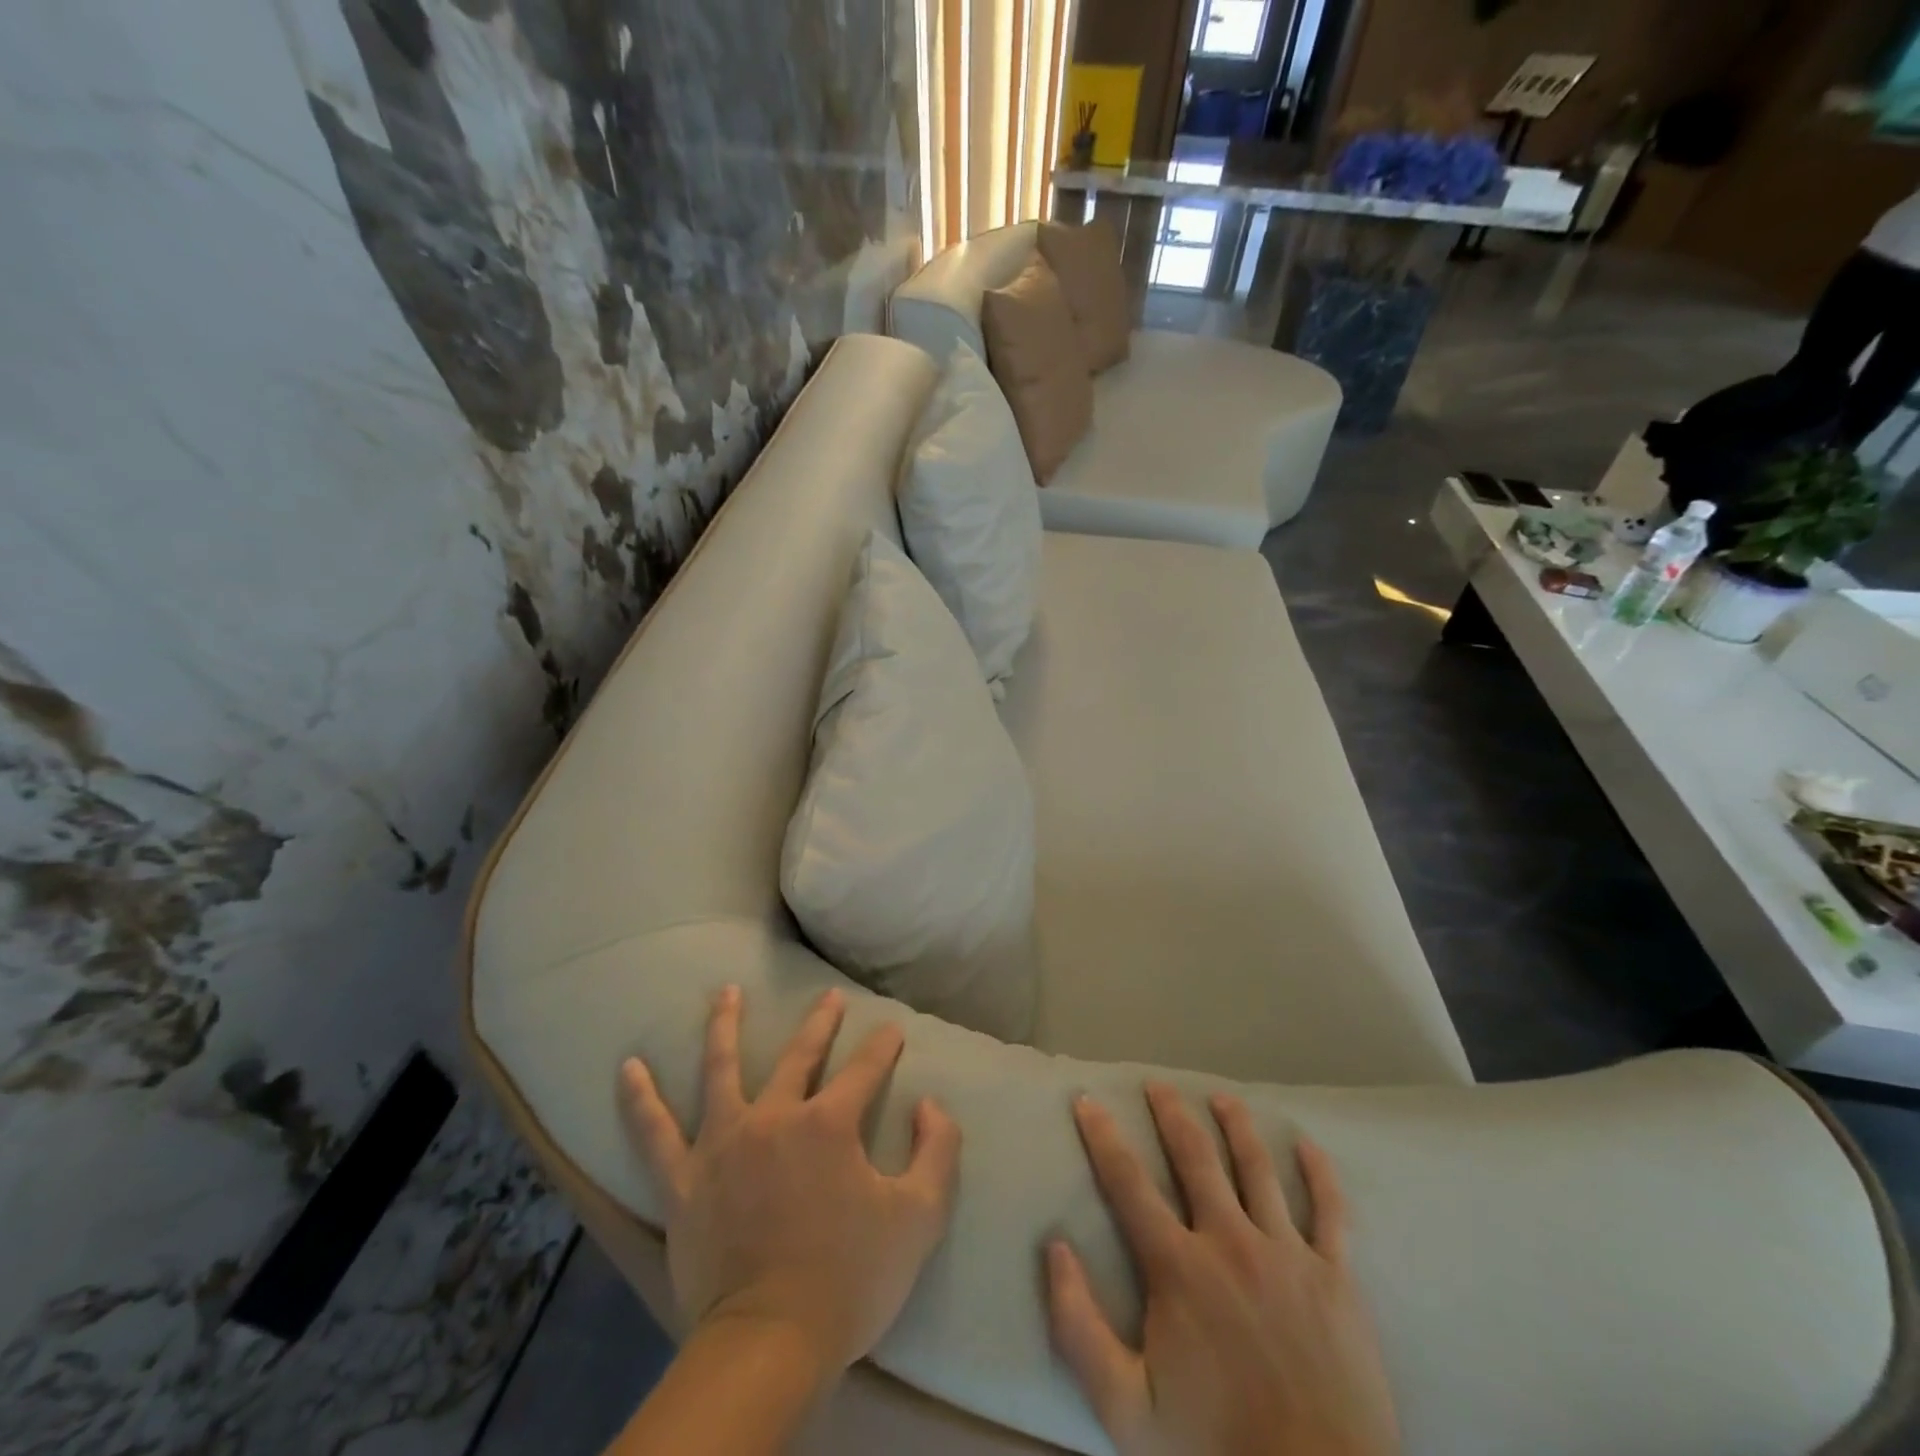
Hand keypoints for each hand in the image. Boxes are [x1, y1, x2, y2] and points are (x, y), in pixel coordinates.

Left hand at [620, 985, 961, 1375]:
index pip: (865, 1069)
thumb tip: (931, 1105)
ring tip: (726, 992)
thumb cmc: (850, 1279)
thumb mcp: (920, 1217)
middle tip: (829, 997)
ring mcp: (723, 1144)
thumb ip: (938, 1151)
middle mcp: (774, 1117)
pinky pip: (653, 1132)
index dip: (883, 1047)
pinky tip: (626, 1067)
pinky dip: (639, 1098)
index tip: (893, 1030)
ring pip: (720, 1069)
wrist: (770, 1345)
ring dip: (724, 1026)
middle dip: (820, 1023)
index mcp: (829, 1123)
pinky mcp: (683, 1180)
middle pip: (800, 1056)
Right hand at [1047, 1084, 1399, 1455]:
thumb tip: (1054, 1247)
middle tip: (1157, 1084)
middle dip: (1171, 1114)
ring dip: (1236, 1126)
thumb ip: (1078, 1327)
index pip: (1128, 1182)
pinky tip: (1308, 1145)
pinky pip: (1330, 1211)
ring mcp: (1287, 1254)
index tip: (1087, 1099)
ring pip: (1257, 1168)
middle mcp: (1230, 1242)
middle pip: (1195, 1157)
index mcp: (1178, 1267)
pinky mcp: (1337, 1278)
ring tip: (1222, 1098)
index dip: (1102, 1136)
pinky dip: (1320, 1173)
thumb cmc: (1215, 1452)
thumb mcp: (1125, 1409)